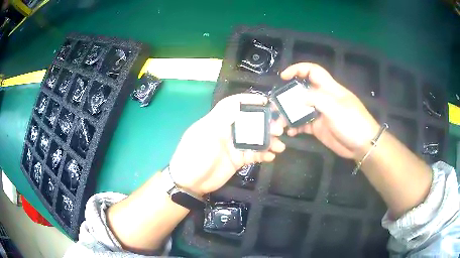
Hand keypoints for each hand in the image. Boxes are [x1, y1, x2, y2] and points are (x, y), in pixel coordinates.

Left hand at [168, 94, 285, 195]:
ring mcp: (234, 146)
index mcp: (218, 121)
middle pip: (250, 122)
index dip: (250, 101)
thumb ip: (223, 119)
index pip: (235, 104)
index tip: (267, 102)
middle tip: (279, 129)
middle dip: (266, 123)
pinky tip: (272, 156)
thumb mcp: (206, 134)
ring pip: (255, 139)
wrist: (190, 182)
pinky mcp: (238, 160)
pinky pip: (254, 154)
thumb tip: (239, 104)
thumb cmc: (194, 155)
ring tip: (280, 146)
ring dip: (269, 141)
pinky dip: (264, 154)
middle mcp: (228, 131)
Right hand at [281, 63, 379, 159]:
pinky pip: (303, 124)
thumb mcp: (336, 109)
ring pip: (301, 108)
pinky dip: (295, 126)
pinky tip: (290, 131)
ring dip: (290, 113)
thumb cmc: (353, 123)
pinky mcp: (318, 127)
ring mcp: (320, 113)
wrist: (362, 145)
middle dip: (289, 94)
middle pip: (303, 90)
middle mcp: (323, 98)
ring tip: (280, 120)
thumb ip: (317, 99)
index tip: (284, 77)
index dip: (298, 69)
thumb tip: (298, 97)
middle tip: (277, 103)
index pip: (313, 71)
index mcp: (329, 88)